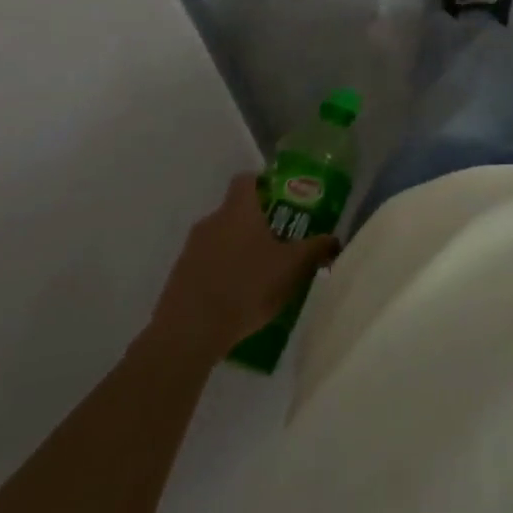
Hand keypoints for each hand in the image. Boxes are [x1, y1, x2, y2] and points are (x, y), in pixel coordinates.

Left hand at [155, 173, 340, 353]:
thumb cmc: (247, 286)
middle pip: (234, 211)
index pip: (247, 180)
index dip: (263, 184)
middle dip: (254, 223)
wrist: (189, 332)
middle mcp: (211, 221)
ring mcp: (190, 249)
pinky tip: (235, 298)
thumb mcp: (292, 268)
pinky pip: (205, 265)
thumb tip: (334, 239)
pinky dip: (220, 273)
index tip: (280, 199)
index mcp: (238, 209)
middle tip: (277, 242)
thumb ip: (315, 249)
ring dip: (236, 250)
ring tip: (258, 275)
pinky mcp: (178, 277)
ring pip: (219, 239)